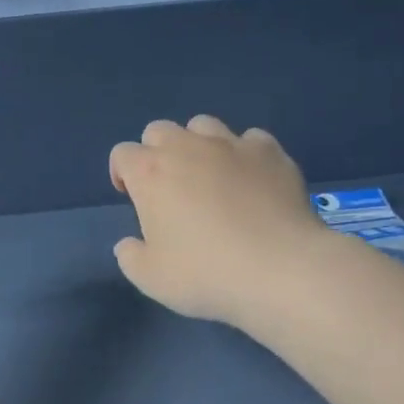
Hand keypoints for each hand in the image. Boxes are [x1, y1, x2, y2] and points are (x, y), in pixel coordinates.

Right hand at [108, 116, 326, 327]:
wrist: (280, 269)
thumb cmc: (206, 273)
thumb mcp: (151, 279)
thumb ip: (131, 257)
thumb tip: (130, 244)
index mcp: (150, 173)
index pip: (122, 154)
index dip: (122, 173)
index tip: (132, 197)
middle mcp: (187, 147)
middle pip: (159, 130)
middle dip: (157, 152)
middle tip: (168, 186)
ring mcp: (231, 145)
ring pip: (203, 125)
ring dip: (198, 144)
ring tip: (210, 175)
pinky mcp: (270, 152)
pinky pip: (250, 139)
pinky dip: (245, 154)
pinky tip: (252, 179)